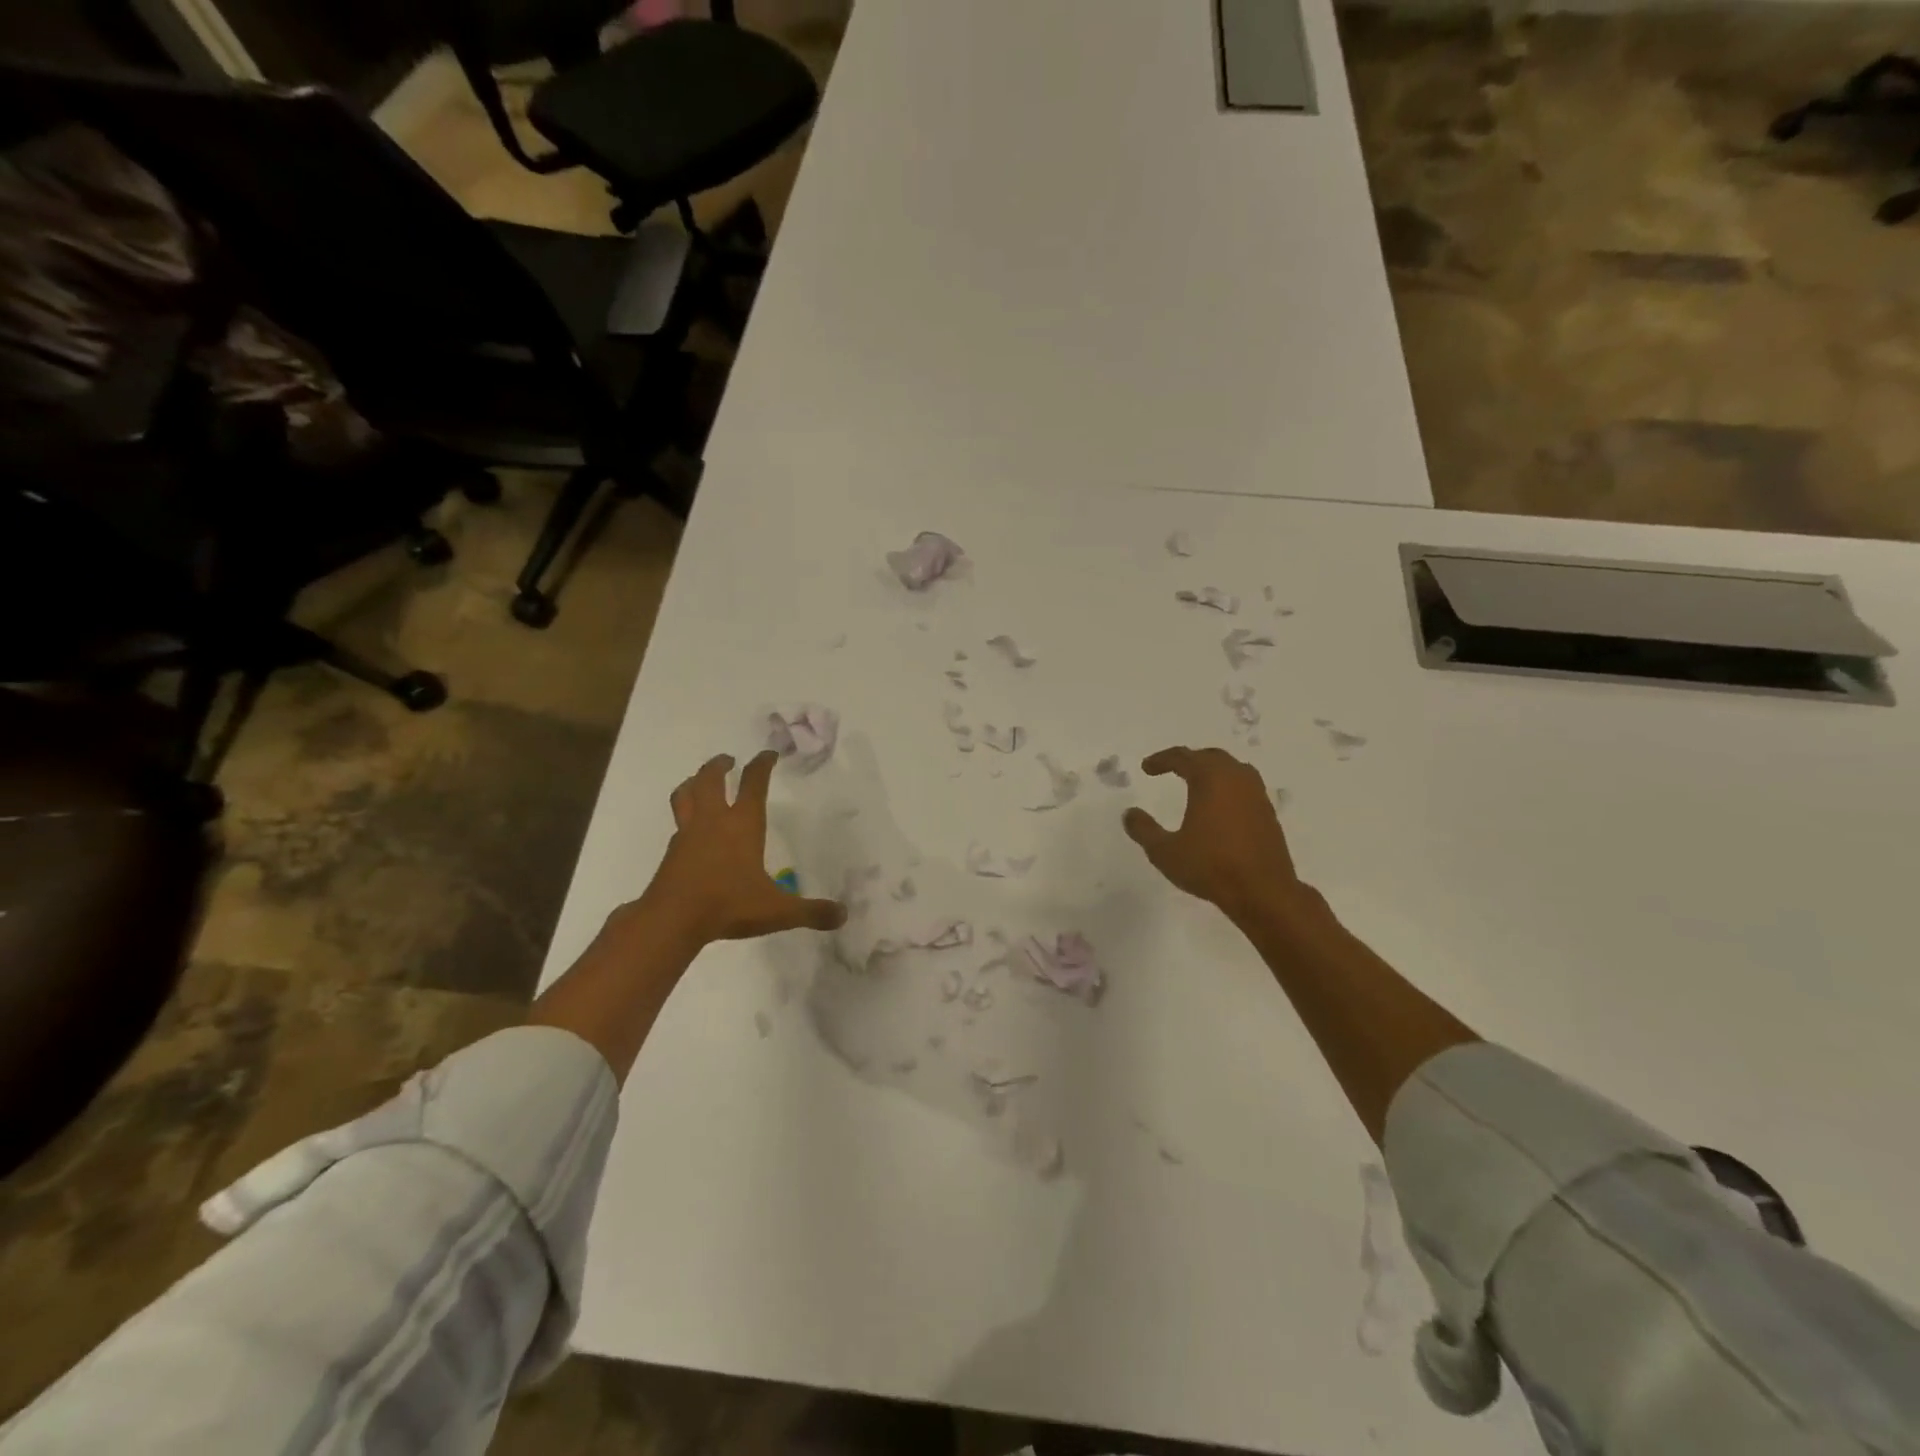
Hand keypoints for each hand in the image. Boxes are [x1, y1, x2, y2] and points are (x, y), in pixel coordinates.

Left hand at [636, 750, 846, 948]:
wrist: (672, 921)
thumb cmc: (729, 905)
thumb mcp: (778, 911)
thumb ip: (812, 912)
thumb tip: (844, 915)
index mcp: (742, 824)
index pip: (754, 783)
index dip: (762, 764)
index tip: (768, 754)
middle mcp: (713, 821)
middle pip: (710, 779)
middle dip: (719, 765)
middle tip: (728, 760)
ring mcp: (687, 834)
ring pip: (685, 795)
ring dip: (692, 782)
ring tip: (698, 781)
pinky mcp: (671, 852)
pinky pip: (677, 823)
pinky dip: (684, 816)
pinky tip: (690, 828)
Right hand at [1123, 747, 1303, 922]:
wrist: (1264, 893)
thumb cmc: (1211, 866)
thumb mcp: (1165, 851)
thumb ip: (1144, 830)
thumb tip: (1130, 813)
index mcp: (1210, 779)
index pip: (1183, 757)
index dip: (1161, 760)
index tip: (1146, 768)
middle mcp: (1236, 779)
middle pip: (1210, 757)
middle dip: (1189, 760)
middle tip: (1171, 768)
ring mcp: (1257, 795)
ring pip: (1232, 769)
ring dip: (1212, 771)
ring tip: (1196, 783)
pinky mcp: (1268, 814)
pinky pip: (1244, 787)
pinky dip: (1228, 787)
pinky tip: (1220, 807)